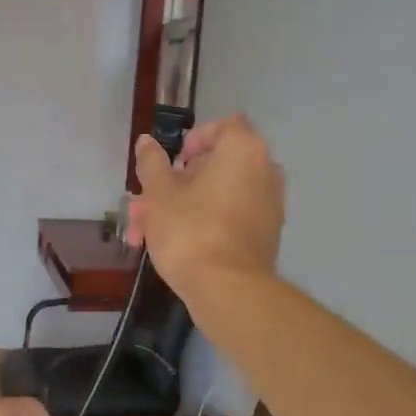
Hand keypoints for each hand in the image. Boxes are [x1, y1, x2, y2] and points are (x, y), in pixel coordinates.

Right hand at [127, 114, 284, 310]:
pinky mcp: (266, 234)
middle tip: (146, 204)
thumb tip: (147, 142)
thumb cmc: (190, 230)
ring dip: (183, 206)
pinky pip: (231, 216)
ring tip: (146, 232)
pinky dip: (204, 222)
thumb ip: (152, 163)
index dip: (195, 139)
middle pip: (216, 166)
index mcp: (243, 151)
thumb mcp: (159, 194)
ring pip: (218, 195)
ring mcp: (270, 205)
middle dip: (176, 183)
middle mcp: (265, 171)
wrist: (228, 289)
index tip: (172, 161)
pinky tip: (173, 246)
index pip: (224, 126)